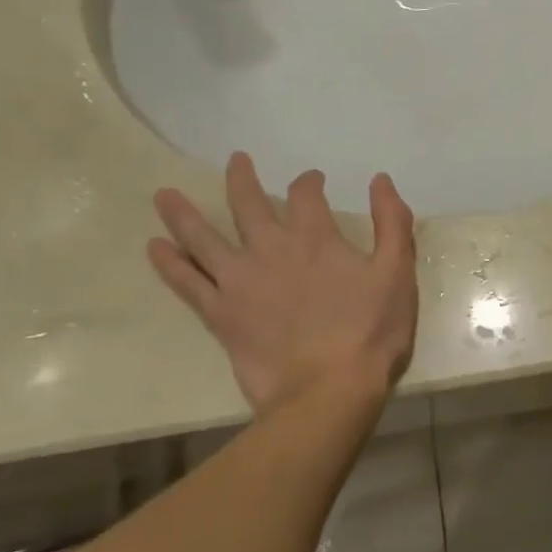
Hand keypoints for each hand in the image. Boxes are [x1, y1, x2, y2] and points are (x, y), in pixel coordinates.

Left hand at [147, 154, 418, 423]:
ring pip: (203, 238)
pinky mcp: (220, 315)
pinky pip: (187, 284)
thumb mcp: (397, 272)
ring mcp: (239, 282)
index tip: (313, 180)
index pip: (306, 195)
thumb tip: (380, 181)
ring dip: (183, 214)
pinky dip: (169, 264)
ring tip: (164, 195)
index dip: (309, 182)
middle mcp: (270, 250)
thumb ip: (392, 222)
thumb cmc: (371, 330)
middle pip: (248, 204)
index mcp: (315, 238)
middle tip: (236, 160)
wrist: (328, 390)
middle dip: (241, 179)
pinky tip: (154, 248)